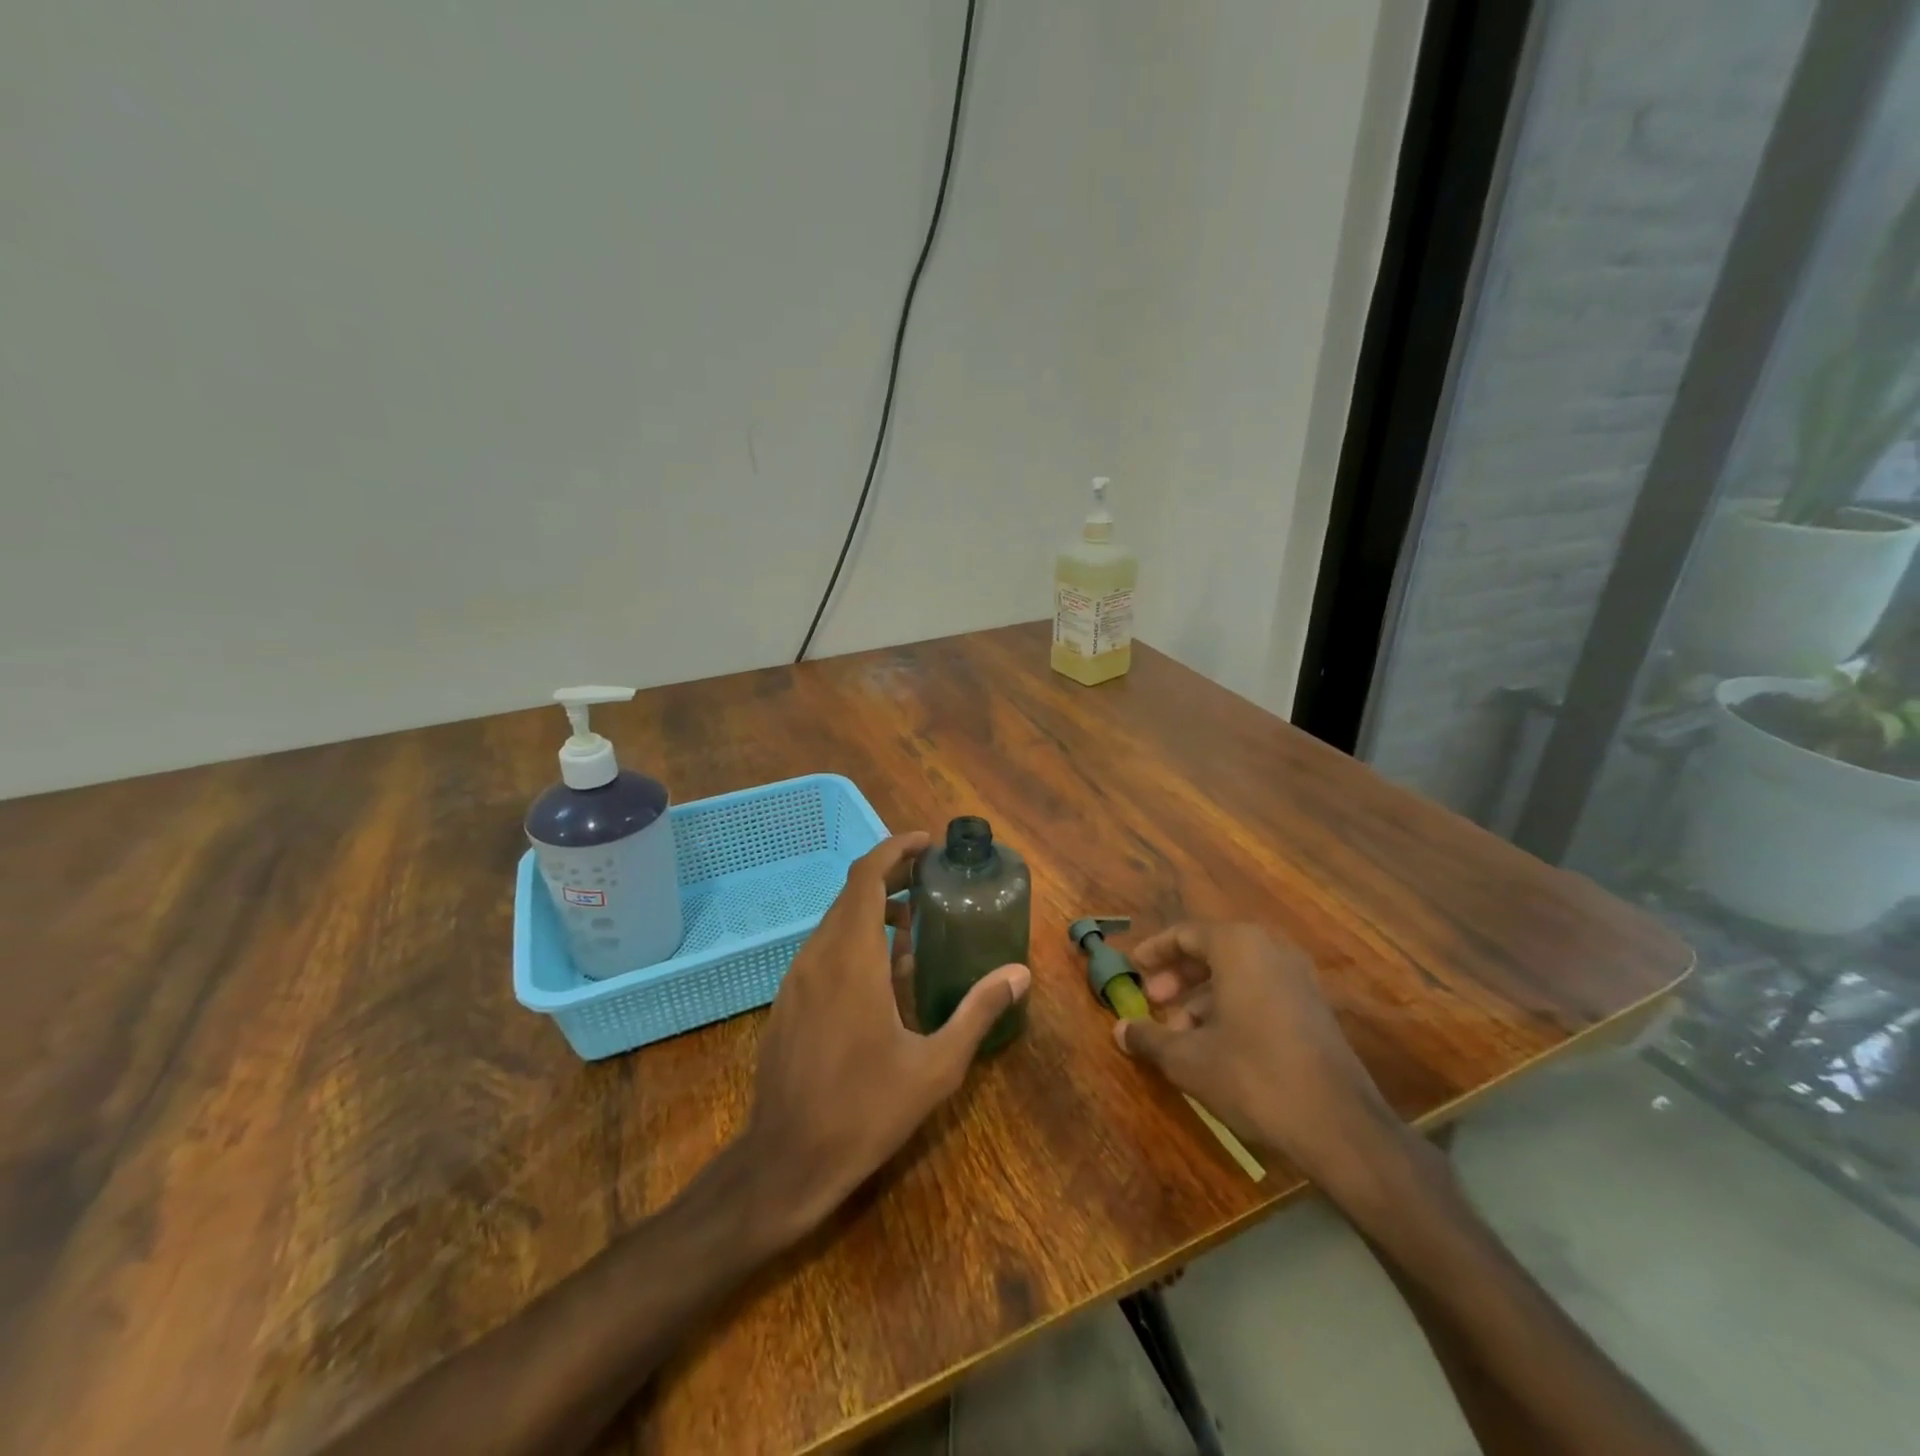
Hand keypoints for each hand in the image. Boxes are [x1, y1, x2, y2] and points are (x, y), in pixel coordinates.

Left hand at [738, 832, 1030, 1243]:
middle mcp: (818, 955)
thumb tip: (1019, 974)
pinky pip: (822, 950)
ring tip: (913, 924)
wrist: (785, 1161)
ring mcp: (796, 978)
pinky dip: (853, 939)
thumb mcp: (935, 1065)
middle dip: (890, 876)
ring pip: (835, 921)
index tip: (925, 844)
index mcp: (852, 959)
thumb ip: (977, 1011)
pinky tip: (881, 974)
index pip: (865, 878)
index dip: (893, 849)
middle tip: (930, 880)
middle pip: (851, 894)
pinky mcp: (787, 1000)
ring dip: (872, 910)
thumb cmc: (865, 1110)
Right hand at [1114, 922, 1405, 1185]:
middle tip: (1154, 1002)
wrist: (1339, 1126)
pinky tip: (1216, 1044)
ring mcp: (1298, 977)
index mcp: (1238, 946)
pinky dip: (1232, 1006)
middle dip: (1178, 976)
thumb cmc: (1252, 1076)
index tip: (1133, 970)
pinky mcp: (1314, 1007)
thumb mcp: (1188, 1059)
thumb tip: (1119, 1030)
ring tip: (1180, 1034)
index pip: (1184, 933)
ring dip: (1202, 997)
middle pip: (1211, 950)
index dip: (1154, 951)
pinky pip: (1261, 990)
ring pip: (1237, 973)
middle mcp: (1270, 949)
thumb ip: (1149, 1038)